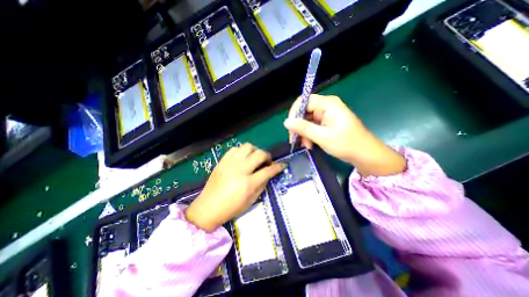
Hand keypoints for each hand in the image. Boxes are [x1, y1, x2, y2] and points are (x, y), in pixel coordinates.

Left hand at [186, 143, 284, 231]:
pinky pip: (235, 149)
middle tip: (267, 162)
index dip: (277, 167)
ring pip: (248, 147)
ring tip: (255, 158)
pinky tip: (243, 158)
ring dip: (255, 151)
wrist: (208, 207)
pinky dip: (242, 151)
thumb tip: (269, 174)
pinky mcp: (222, 161)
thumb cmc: (232, 208)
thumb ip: (262, 184)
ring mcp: (230, 163)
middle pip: (259, 154)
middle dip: (267, 156)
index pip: (268, 170)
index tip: (282, 165)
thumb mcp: (251, 200)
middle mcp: (240, 170)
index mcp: (248, 183)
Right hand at [286, 94, 405, 174]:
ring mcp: (327, 115)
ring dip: (304, 133)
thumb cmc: (346, 144)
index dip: (294, 113)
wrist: (365, 155)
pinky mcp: (327, 123)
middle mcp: (326, 107)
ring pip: (307, 121)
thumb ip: (303, 128)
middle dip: (299, 126)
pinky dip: (309, 135)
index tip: (290, 128)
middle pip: (304, 112)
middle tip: (296, 140)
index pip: (304, 101)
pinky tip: (310, 144)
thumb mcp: (322, 137)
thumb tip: (286, 122)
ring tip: (307, 145)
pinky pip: (312, 126)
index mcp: (328, 104)